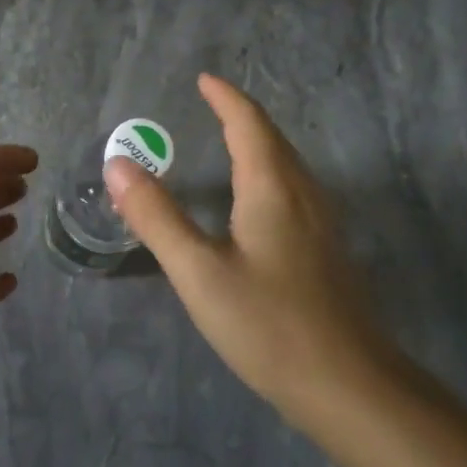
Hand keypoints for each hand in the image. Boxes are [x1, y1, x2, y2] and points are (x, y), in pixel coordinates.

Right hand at [104, 73, 387, 425]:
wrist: (349, 387)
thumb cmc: (269, 324)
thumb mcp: (198, 271)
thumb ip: (157, 216)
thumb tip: (117, 164)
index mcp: (273, 188)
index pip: (249, 124)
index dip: (226, 98)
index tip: (204, 80)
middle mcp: (303, 194)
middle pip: (273, 139)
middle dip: (242, 115)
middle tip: (211, 103)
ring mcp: (321, 223)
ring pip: (288, 164)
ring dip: (258, 142)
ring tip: (229, 138)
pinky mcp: (326, 250)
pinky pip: (294, 188)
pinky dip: (269, 170)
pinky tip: (257, 198)